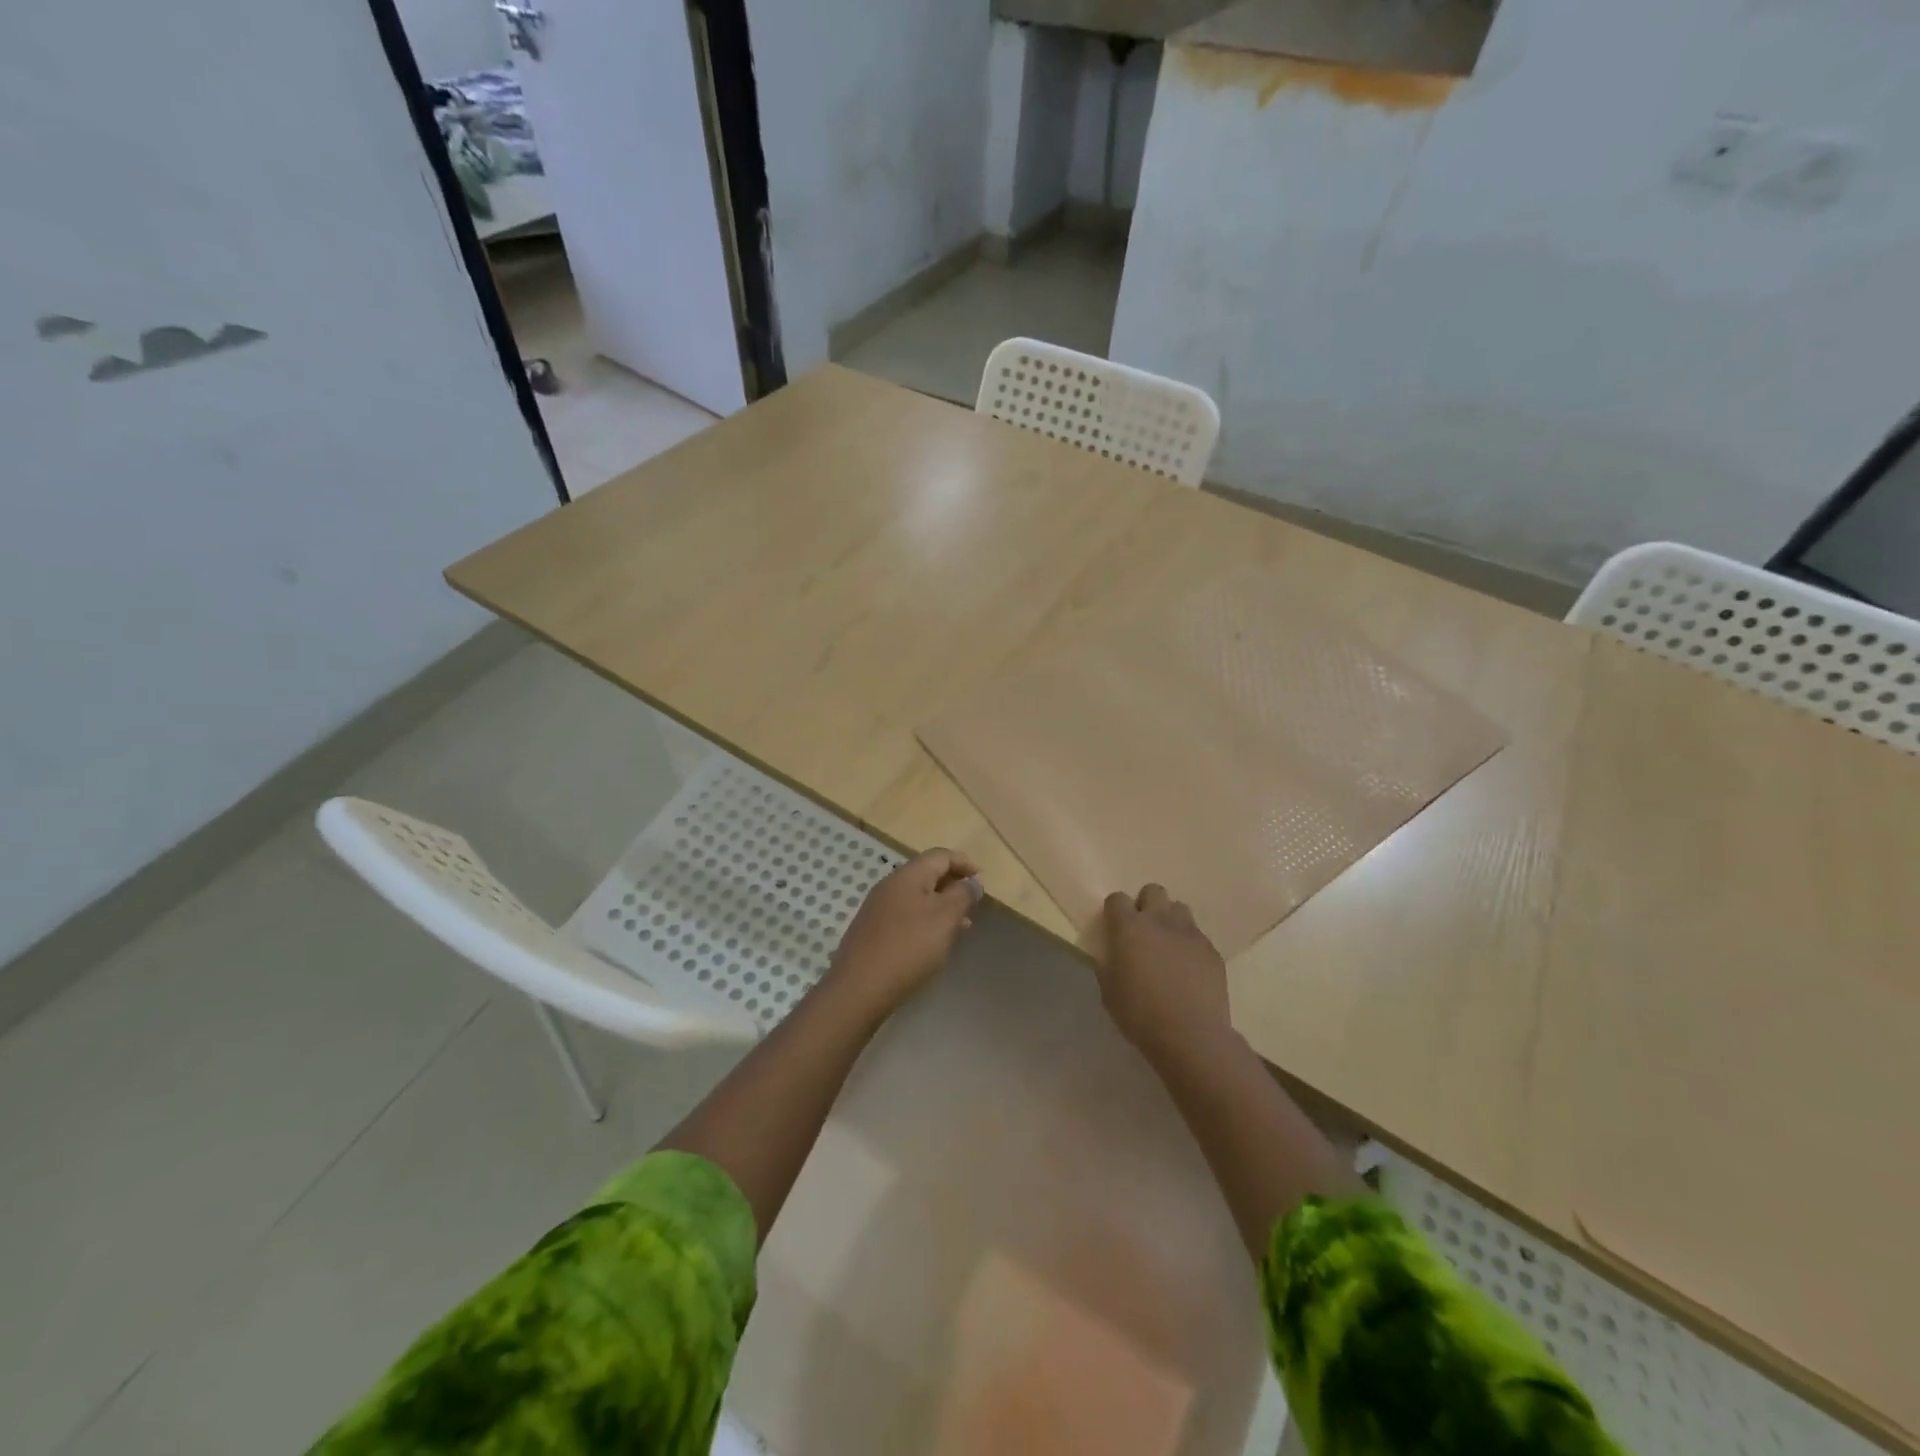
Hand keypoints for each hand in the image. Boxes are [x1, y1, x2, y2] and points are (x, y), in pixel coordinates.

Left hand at [825, 849, 981, 1017]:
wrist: (859, 988)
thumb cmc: (909, 946)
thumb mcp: (945, 917)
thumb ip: (963, 895)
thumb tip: (971, 882)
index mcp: (908, 875)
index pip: (940, 855)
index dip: (964, 863)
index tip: (982, 879)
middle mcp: (890, 885)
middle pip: (927, 874)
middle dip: (954, 885)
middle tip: (974, 904)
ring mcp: (878, 909)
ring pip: (917, 898)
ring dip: (942, 906)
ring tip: (962, 926)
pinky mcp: (873, 931)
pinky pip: (906, 916)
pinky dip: (926, 921)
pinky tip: (935, 942)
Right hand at [1097, 885, 1233, 1064]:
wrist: (1192, 1035)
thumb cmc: (1141, 1014)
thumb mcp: (1109, 991)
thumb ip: (1108, 963)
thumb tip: (1111, 953)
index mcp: (1129, 928)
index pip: (1117, 899)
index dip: (1114, 911)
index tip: (1114, 928)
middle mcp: (1160, 921)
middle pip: (1153, 891)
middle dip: (1146, 905)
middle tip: (1143, 931)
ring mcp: (1190, 933)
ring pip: (1179, 908)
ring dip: (1170, 920)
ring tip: (1168, 945)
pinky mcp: (1211, 950)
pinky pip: (1197, 935)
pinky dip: (1189, 944)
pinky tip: (1188, 968)